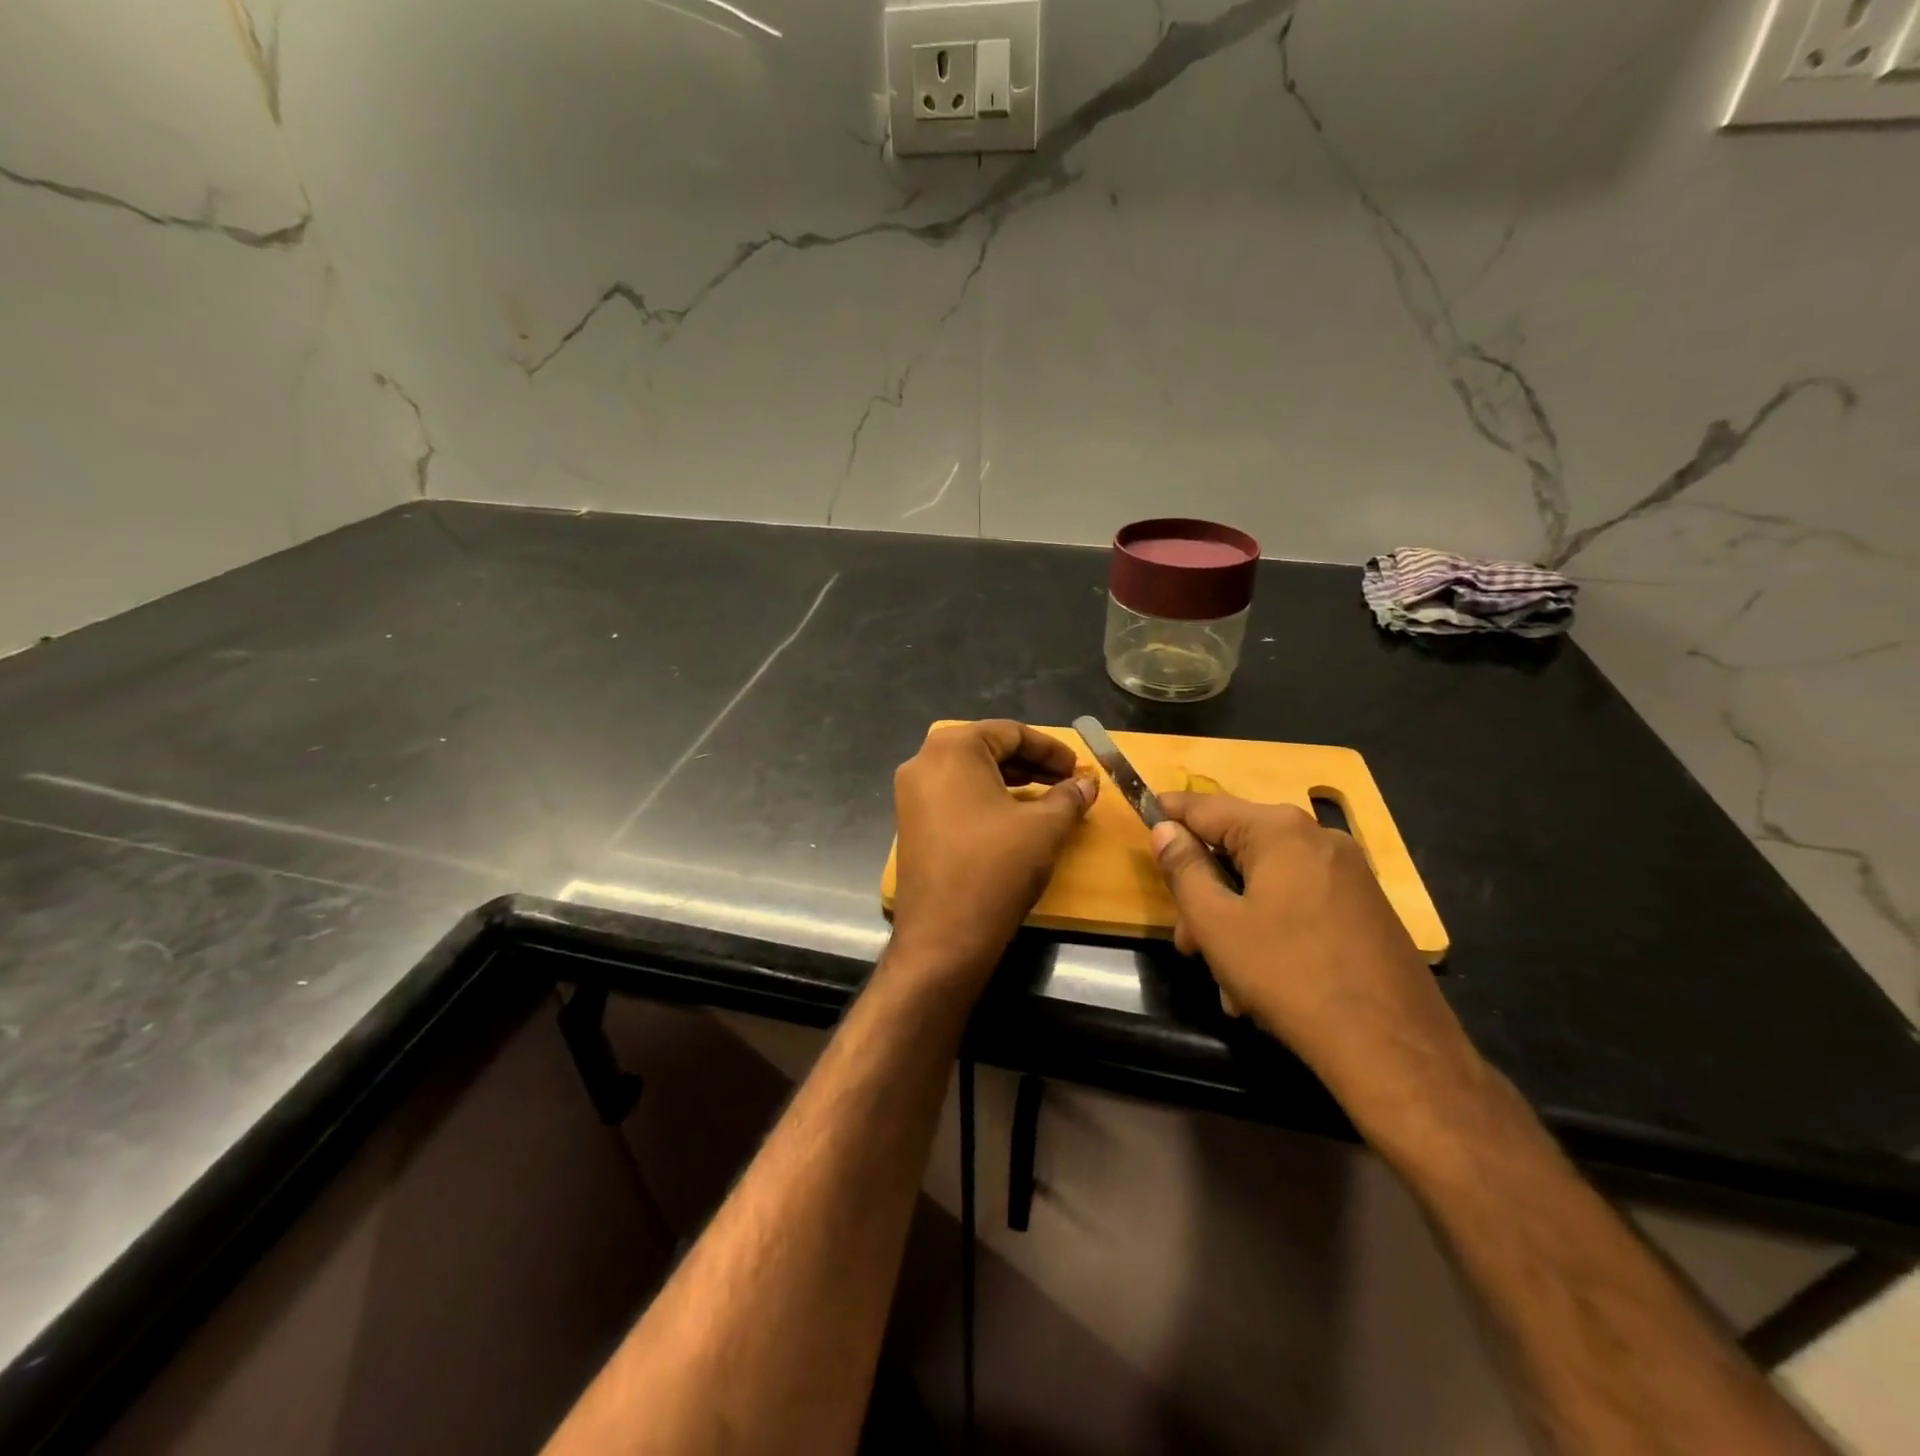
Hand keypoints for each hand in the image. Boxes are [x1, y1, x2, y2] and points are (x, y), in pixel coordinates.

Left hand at [889, 720, 1097, 986]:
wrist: (944, 935)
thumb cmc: (996, 867)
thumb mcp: (1044, 827)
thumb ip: (1069, 796)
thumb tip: (1087, 782)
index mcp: (953, 749)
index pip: (1009, 732)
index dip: (1050, 749)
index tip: (1078, 768)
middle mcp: (923, 762)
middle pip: (986, 748)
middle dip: (1030, 763)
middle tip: (1066, 781)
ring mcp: (911, 794)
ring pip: (969, 773)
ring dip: (1010, 780)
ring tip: (1046, 797)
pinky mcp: (910, 823)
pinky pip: (953, 796)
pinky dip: (986, 798)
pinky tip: (1012, 818)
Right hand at [1151, 792, 1480, 1112]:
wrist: (1394, 1049)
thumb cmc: (1289, 976)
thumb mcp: (1217, 924)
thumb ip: (1184, 869)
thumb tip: (1166, 829)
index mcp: (1280, 831)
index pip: (1206, 806)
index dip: (1169, 812)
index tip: (1142, 816)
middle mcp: (1319, 838)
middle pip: (1238, 849)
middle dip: (1205, 892)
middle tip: (1187, 942)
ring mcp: (1349, 873)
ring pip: (1267, 882)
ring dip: (1235, 921)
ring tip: (1226, 979)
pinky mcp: (1366, 908)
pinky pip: (1299, 902)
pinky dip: (1271, 929)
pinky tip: (1262, 981)